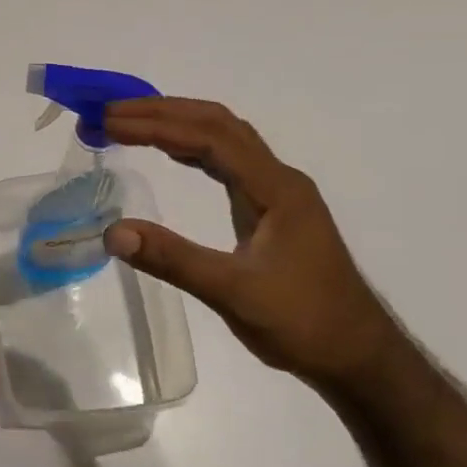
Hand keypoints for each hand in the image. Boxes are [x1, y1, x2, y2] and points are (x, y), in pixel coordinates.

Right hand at [102, 98, 404, 389]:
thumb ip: (174, 260)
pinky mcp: (270, 210)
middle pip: (218, 124)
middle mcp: (278, 179)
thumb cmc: (302, 322)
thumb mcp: (234, 293)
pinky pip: (227, 163)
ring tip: (129, 124)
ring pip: (225, 139)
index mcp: (275, 189)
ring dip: (177, 125)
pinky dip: (192, 150)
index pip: (211, 138)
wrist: (356, 354)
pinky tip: (170, 153)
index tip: (111, 123)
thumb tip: (113, 233)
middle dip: (163, 112)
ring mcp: (276, 193)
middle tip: (110, 113)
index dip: (158, 125)